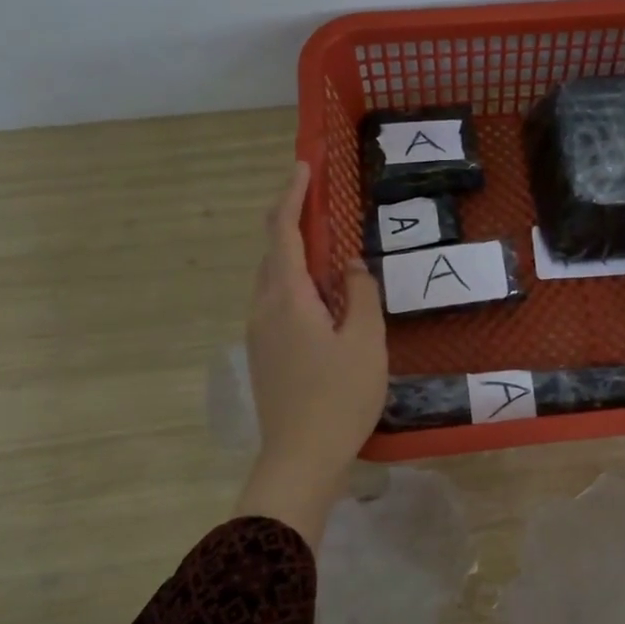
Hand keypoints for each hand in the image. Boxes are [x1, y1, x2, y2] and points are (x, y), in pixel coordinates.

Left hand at [237, 162, 387, 544]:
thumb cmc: (339, 397)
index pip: (284, 231)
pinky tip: (325, 302)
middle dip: (295, 223)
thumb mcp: (365, 340)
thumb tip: (351, 266)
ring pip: (274, 280)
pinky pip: (278, 303)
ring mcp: (259, 333)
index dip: (293, 195)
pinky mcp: (265, 354)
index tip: (304, 166)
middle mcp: (264, 308)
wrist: (301, 458)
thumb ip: (360, 294)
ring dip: (298, 258)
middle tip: (324, 207)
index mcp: (287, 298)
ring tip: (332, 255)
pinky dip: (298, 286)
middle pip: (274, 253)